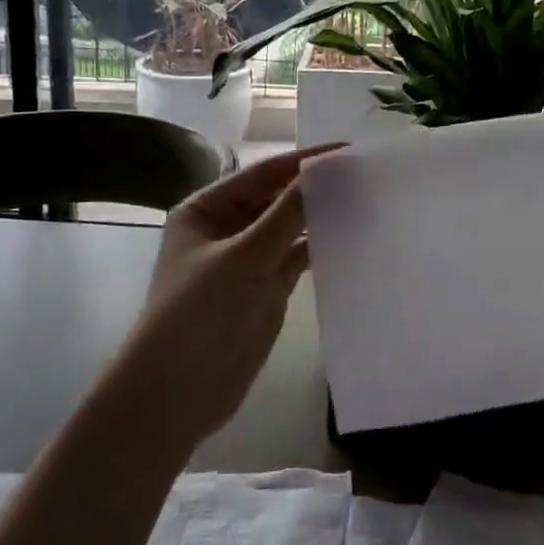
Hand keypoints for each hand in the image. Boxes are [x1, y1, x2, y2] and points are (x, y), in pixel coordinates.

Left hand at [121, 145, 336, 445]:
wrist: (176, 395)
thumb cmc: (199, 314)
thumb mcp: (244, 257)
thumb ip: (287, 213)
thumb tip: (326, 169)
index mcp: (207, 208)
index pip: (263, 173)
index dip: (305, 161)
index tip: (348, 149)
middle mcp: (227, 227)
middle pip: (278, 197)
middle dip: (316, 187)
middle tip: (366, 175)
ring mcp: (248, 259)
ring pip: (290, 227)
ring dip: (321, 216)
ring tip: (367, 201)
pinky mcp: (266, 288)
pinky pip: (297, 257)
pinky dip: (320, 246)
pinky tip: (351, 237)